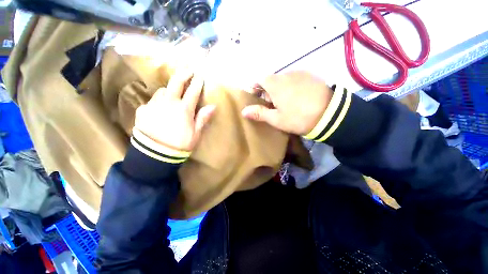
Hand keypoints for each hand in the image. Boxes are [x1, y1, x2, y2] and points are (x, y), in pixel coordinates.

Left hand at [134, 69, 214, 151]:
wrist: (155, 154)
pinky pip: (152, 101)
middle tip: (188, 70)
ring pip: (162, 91)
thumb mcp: (196, 133)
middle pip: (176, 83)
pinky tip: (159, 109)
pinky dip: (158, 102)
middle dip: (183, 74)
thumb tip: (212, 106)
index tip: (200, 77)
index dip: (197, 83)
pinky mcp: (143, 110)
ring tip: (172, 95)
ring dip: (169, 91)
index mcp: (183, 109)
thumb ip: (203, 118)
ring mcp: (154, 105)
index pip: (193, 92)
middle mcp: (169, 103)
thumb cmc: (180, 144)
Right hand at [241, 71, 332, 134]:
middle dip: (267, 92)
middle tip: (271, 106)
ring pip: (283, 80)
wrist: (330, 114)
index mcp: (275, 84)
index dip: (254, 88)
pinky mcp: (311, 76)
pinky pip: (295, 80)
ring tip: (285, 104)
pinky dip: (291, 87)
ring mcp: (300, 73)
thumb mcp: (276, 119)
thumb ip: (259, 113)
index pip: (259, 79)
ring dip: (279, 90)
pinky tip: (297, 98)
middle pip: (271, 80)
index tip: (256, 99)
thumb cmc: (298, 118)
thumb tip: (243, 111)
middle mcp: (286, 74)